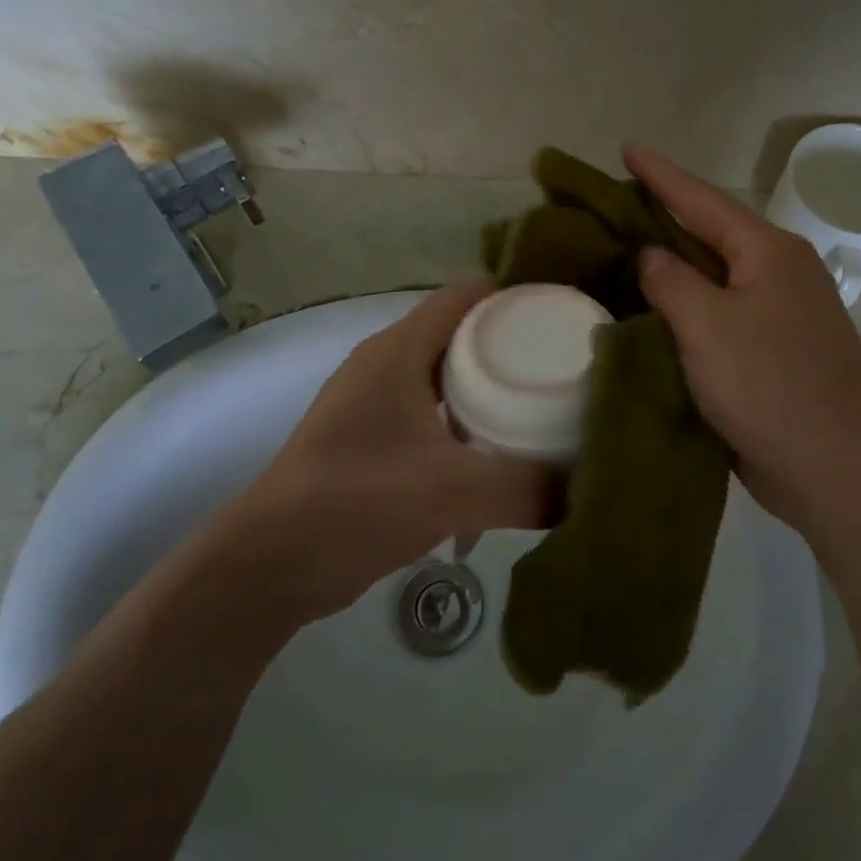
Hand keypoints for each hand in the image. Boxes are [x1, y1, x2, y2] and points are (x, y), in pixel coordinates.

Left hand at [223, 281, 552, 619]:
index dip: (518, 295)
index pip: (467, 296)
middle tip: (570, 366)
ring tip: (548, 406)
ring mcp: (378, 405)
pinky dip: (472, 426)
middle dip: (516, 347)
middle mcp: (388, 366)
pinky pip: (437, 417)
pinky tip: (505, 454)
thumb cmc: (355, 502)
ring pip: (450, 380)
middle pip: (463, 336)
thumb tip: (589, 490)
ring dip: (493, 390)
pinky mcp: (376, 444)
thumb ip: (527, 488)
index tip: (568, 314)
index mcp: (399, 350)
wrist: (271, 564)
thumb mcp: (451, 491)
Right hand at [624, 144, 860, 535]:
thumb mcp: (707, 324)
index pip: (702, 199)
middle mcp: (779, 273)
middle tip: (616, 204)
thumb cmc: (770, 384)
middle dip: (665, 217)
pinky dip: (688, 311)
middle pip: (711, 233)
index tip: (625, 148)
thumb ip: (671, 280)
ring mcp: (781, 315)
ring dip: (674, 267)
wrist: (839, 467)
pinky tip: (657, 316)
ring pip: (716, 278)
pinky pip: (721, 317)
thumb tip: (652, 255)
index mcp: (768, 251)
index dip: (660, 174)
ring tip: (627, 254)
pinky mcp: (775, 354)